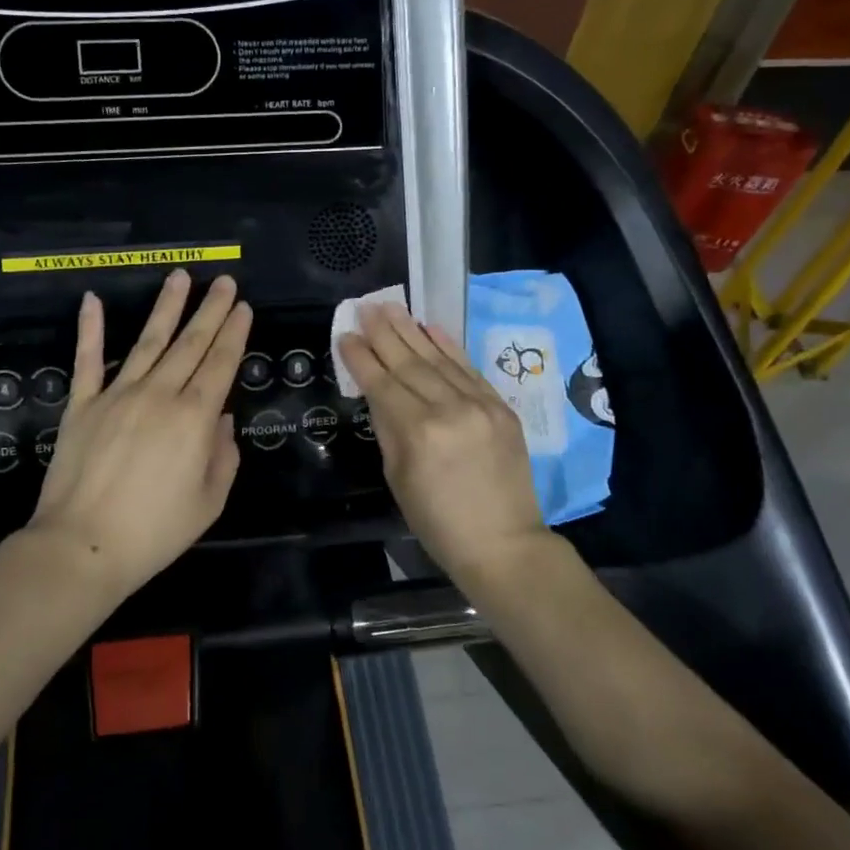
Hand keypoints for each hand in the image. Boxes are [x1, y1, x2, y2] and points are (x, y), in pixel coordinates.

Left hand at [28, 270, 252, 592]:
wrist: (83, 546)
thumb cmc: (155, 531)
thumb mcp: (209, 501)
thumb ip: (223, 456)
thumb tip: (221, 419)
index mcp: (195, 417)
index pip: (221, 363)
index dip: (235, 332)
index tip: (243, 306)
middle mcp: (160, 394)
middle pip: (191, 343)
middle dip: (211, 310)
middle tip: (223, 280)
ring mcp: (117, 395)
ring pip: (148, 341)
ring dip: (166, 307)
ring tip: (180, 277)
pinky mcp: (82, 404)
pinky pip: (87, 360)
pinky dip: (90, 329)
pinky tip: (93, 300)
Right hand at [337, 301, 549, 580]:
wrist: (503, 543)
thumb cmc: (438, 522)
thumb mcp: (398, 478)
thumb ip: (388, 428)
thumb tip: (377, 391)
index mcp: (417, 432)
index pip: (382, 383)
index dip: (361, 357)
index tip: (345, 335)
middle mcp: (448, 409)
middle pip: (408, 362)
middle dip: (383, 333)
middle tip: (366, 307)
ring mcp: (480, 404)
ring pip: (438, 358)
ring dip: (411, 330)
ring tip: (391, 306)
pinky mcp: (501, 407)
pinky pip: (469, 368)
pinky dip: (448, 345)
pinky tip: (430, 327)